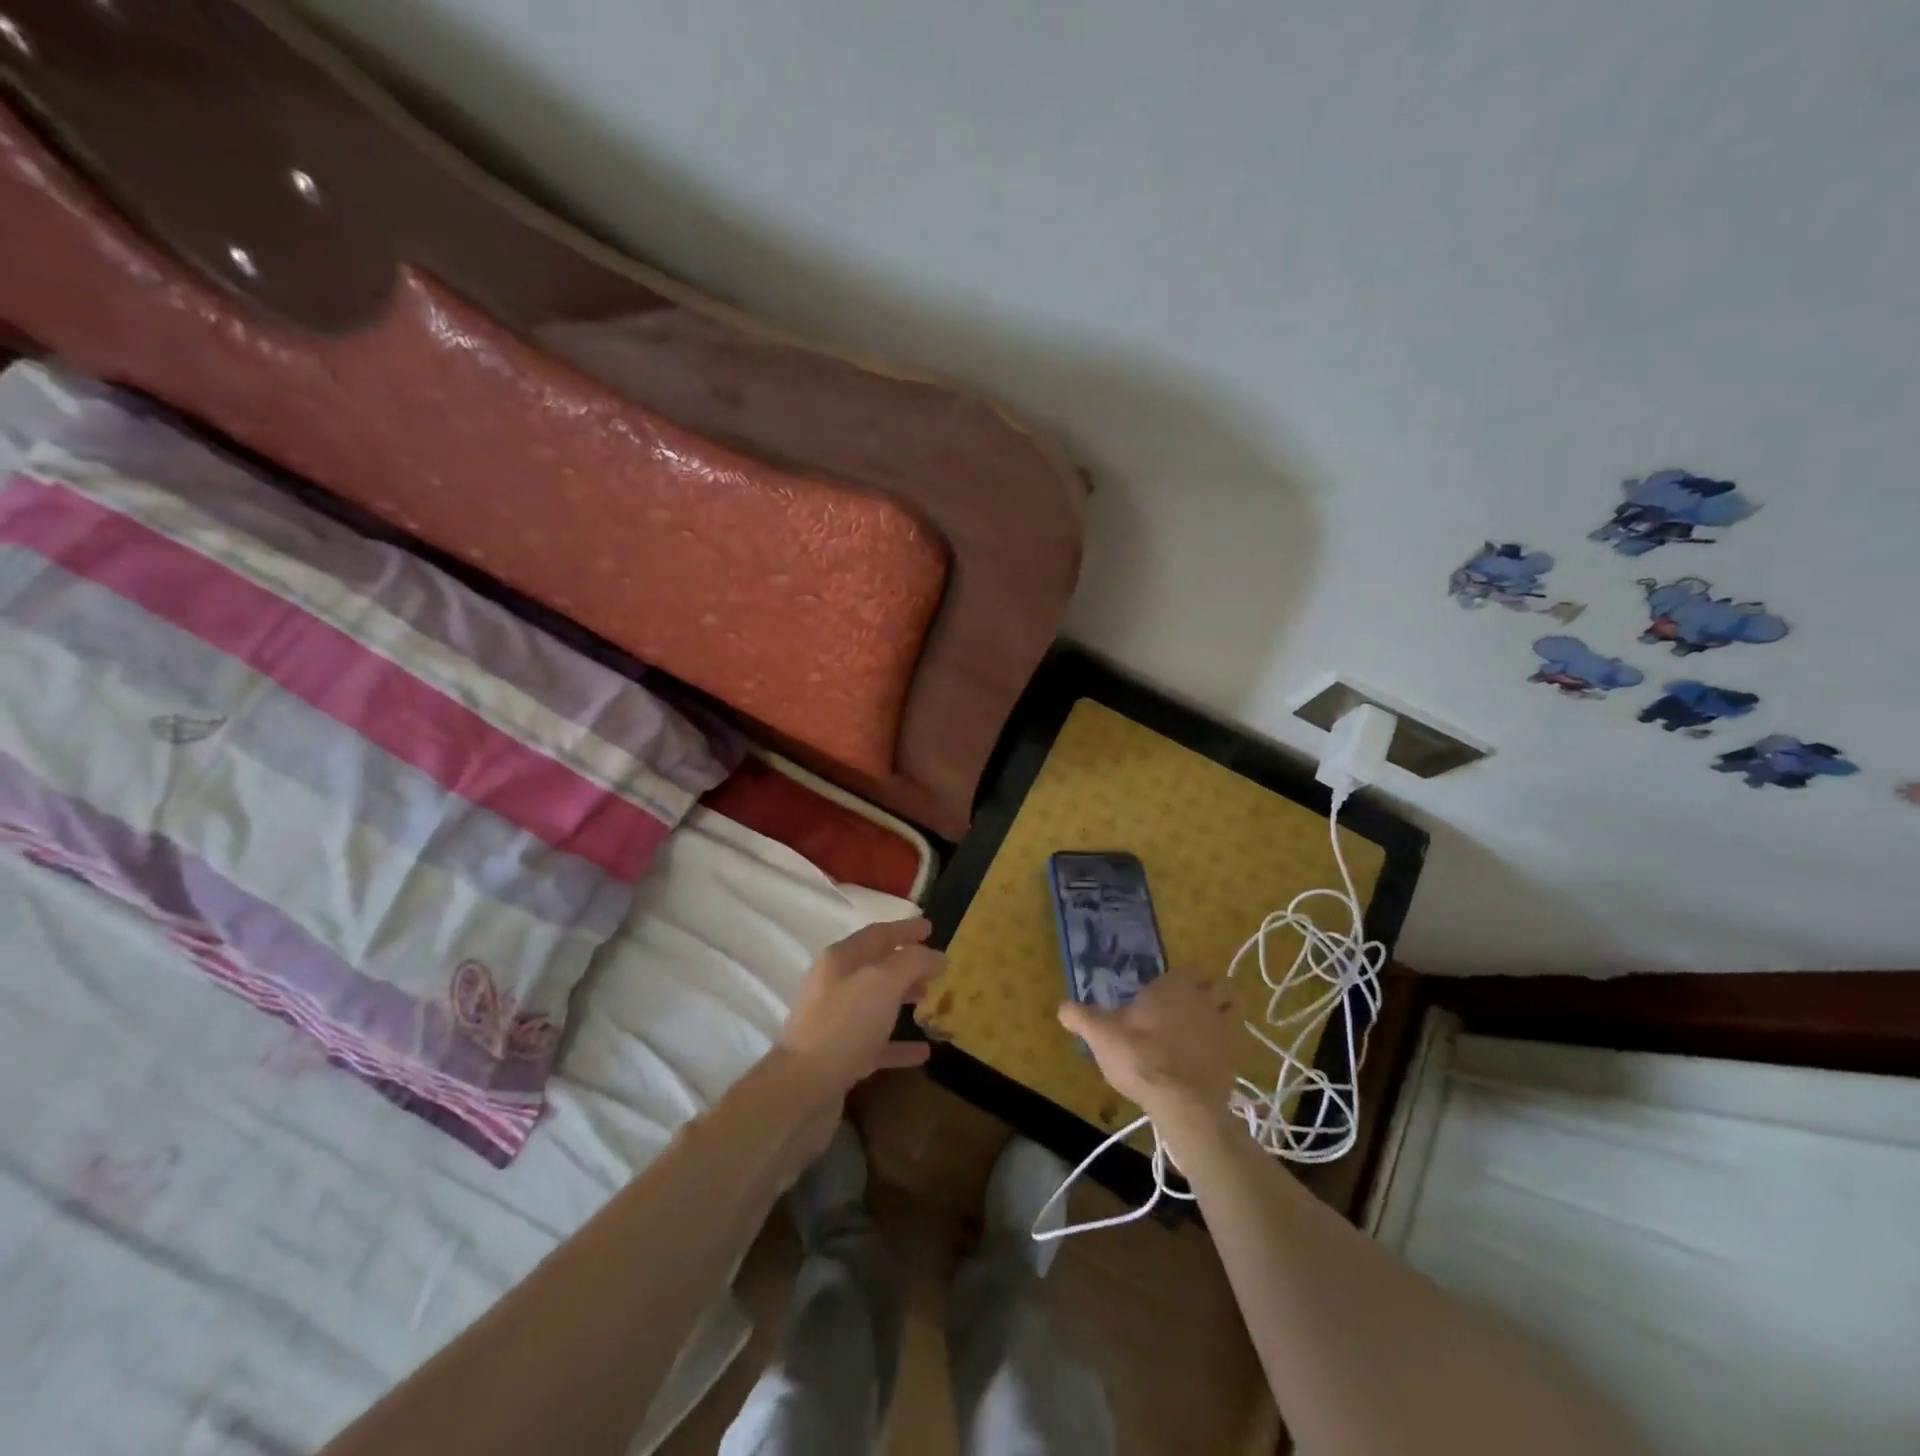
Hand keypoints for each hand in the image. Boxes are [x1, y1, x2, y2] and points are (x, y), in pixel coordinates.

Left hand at [778, 916, 941, 1103]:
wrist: (802, 1090)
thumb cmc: (844, 1024)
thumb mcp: (883, 982)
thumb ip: (913, 962)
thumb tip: (937, 955)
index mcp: (841, 959)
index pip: (878, 934)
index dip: (905, 930)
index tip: (931, 928)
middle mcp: (835, 985)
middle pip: (876, 967)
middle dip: (907, 964)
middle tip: (937, 968)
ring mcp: (836, 1023)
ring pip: (876, 1004)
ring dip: (903, 999)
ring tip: (932, 1000)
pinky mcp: (841, 1058)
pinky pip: (877, 1044)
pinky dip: (899, 1044)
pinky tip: (924, 1052)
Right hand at [1058, 974, 1240, 1135]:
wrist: (1180, 1101)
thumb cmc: (1138, 1055)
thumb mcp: (1100, 1034)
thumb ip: (1080, 1017)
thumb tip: (1061, 1008)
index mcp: (1174, 986)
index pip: (1189, 969)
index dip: (1182, 978)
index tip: (1165, 992)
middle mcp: (1204, 1000)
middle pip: (1221, 984)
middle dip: (1212, 989)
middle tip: (1192, 1005)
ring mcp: (1225, 1029)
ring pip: (1236, 1008)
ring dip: (1226, 1012)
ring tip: (1206, 1026)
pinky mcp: (1235, 1059)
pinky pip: (1236, 1042)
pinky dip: (1226, 1045)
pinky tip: (1207, 1058)